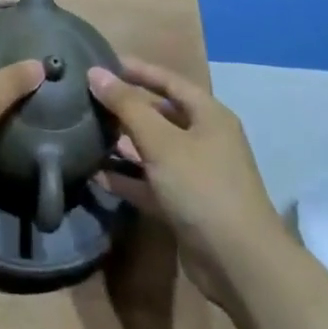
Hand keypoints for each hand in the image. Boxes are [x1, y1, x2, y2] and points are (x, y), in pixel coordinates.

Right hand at [90, 58, 281, 306]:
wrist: (240, 265)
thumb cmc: (202, 187)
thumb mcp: (161, 141)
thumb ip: (127, 105)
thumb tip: (95, 72)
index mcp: (209, 116)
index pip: (169, 80)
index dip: (138, 70)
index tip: (103, 62)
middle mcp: (205, 140)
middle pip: (161, 115)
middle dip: (127, 107)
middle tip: (89, 99)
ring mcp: (196, 175)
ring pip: (154, 150)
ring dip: (124, 143)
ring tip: (87, 132)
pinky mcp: (185, 207)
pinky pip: (151, 183)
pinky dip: (128, 177)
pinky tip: (97, 174)